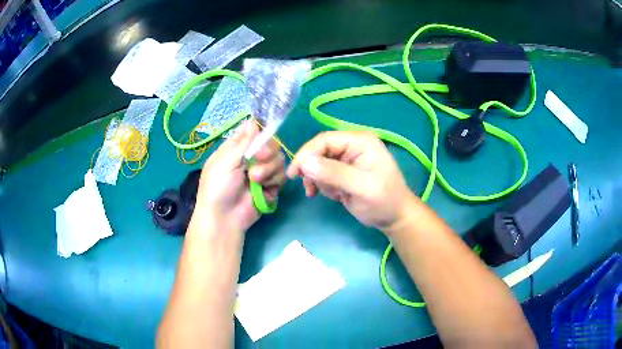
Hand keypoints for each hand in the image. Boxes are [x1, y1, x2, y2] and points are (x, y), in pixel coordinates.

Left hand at [193, 121, 285, 233]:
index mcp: (236, 149)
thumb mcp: (226, 161)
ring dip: (268, 169)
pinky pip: (281, 176)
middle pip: (270, 144)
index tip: (262, 134)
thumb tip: (253, 120)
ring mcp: (262, 172)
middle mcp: (250, 158)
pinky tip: (264, 189)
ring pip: (278, 159)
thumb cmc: (218, 187)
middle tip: (258, 158)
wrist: (224, 218)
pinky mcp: (271, 186)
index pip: (253, 132)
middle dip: (267, 151)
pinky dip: (274, 181)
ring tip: (255, 180)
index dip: (260, 131)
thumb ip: (243, 142)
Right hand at [286, 131, 421, 233]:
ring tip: (333, 195)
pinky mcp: (344, 172)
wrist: (394, 218)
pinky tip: (333, 196)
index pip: (325, 140)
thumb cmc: (383, 201)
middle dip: (314, 171)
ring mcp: (348, 159)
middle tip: (312, 190)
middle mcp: (352, 146)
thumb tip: (304, 162)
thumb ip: (334, 173)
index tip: (294, 173)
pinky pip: (324, 174)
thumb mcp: (360, 187)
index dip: (306, 154)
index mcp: (360, 141)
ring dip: (319, 181)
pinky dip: (323, 185)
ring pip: (319, 164)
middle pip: (319, 151)